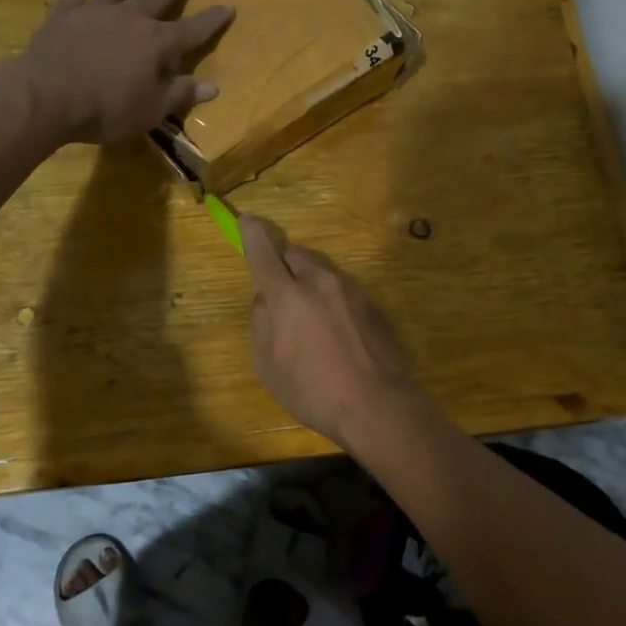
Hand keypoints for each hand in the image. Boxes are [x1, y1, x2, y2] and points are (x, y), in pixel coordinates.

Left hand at [23, 0, 234, 144]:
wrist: (45, 97)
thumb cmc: (105, 110)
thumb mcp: (150, 112)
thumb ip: (180, 95)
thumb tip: (213, 86)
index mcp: (156, 43)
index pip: (193, 28)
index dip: (213, 19)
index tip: (229, 6)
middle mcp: (130, 17)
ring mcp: (95, 10)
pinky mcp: (63, 13)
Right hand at [241, 214, 433, 450]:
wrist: (378, 404)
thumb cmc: (313, 391)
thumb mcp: (268, 364)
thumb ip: (261, 321)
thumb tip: (265, 297)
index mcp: (287, 295)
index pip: (264, 252)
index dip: (252, 234)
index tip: (247, 221)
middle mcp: (320, 282)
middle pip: (296, 254)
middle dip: (284, 265)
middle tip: (281, 293)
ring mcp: (352, 290)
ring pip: (322, 271)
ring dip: (310, 282)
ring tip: (312, 320)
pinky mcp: (373, 304)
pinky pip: (344, 290)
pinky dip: (333, 299)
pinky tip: (338, 333)